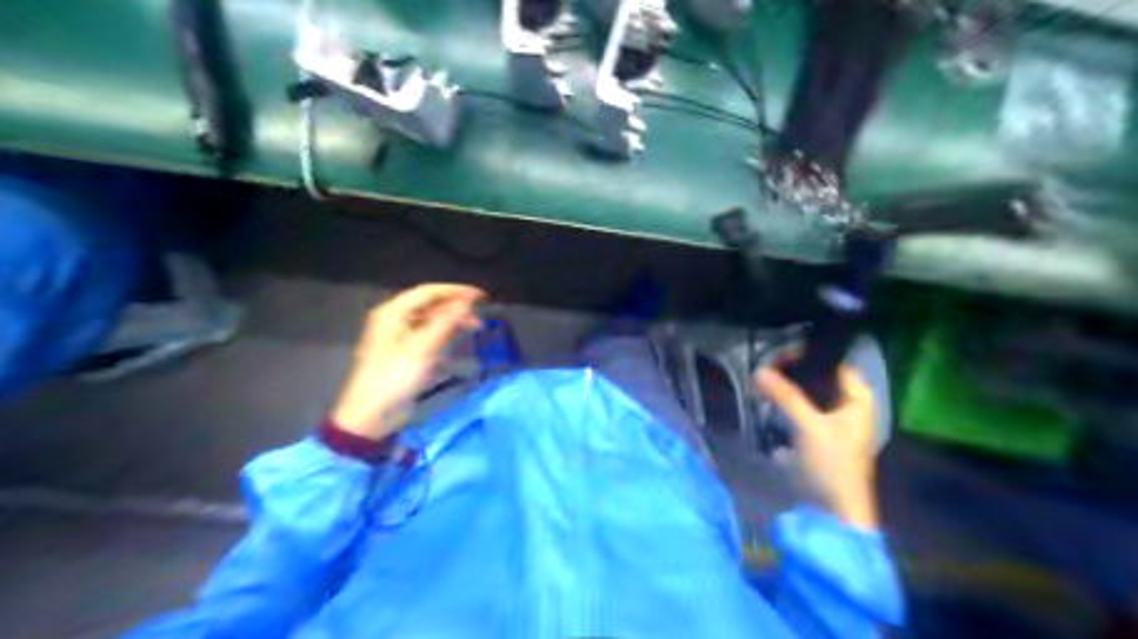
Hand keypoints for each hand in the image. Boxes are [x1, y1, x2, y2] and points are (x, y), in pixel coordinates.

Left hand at [335, 285, 482, 442]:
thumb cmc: (395, 377)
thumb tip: (467, 302)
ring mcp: (399, 337)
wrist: (371, 414)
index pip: (429, 291)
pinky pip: (428, 336)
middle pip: (430, 305)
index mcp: (393, 312)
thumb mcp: (423, 347)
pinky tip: (459, 342)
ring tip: (475, 326)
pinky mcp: (404, 354)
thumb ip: (446, 321)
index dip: (457, 291)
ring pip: (430, 320)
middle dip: (456, 307)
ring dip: (453, 321)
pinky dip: (445, 336)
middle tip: (481, 313)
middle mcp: (395, 319)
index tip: (481, 297)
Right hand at [753, 366, 877, 528]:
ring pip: (808, 393)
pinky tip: (767, 401)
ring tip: (762, 382)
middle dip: (792, 371)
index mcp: (857, 399)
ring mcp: (833, 421)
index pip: (834, 362)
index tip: (778, 352)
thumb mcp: (808, 426)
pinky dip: (786, 404)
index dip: (808, 355)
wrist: (834, 513)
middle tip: (764, 365)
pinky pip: (801, 409)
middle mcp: (848, 405)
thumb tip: (759, 370)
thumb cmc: (831, 465)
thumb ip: (785, 395)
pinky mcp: (818, 435)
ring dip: (787, 388)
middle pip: (819, 377)